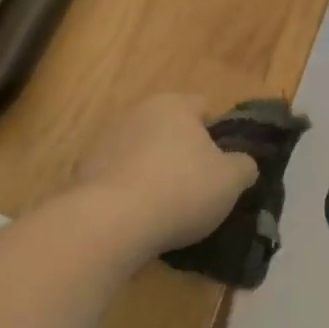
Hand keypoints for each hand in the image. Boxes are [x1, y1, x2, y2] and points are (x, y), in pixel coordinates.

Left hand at [76, 95, 257, 254]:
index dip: (218, 135)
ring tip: (166, 208)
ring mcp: (105, 139)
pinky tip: (137, 217)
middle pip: (170, 129)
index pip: (204, 107)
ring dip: (153, 170)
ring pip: (142, 151)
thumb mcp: (232, 180)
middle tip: (198, 187)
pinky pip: (118, 176)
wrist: (111, 222)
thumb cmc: (182, 190)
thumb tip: (242, 163)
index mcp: (174, 105)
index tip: (223, 165)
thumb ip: (245, 165)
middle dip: (183, 152)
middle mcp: (137, 111)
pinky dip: (128, 190)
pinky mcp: (83, 170)